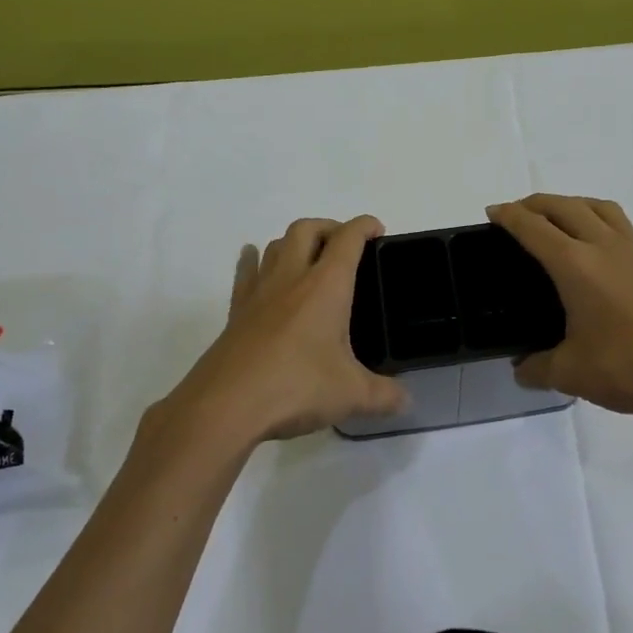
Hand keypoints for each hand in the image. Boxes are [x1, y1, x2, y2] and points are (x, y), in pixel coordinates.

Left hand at [160, 216, 406, 448]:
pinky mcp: (236, 312)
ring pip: (276, 245)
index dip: (365, 226)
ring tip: (308, 256)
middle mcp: (292, 278)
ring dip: (295, 241)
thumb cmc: (296, 387)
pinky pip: (245, 273)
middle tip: (345, 245)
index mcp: (326, 286)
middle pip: (307, 229)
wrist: (225, 405)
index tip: (377, 229)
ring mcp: (260, 293)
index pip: (348, 239)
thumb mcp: (351, 395)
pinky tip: (253, 258)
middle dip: (330, 227)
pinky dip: (253, 259)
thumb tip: (407, 401)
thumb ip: (384, 395)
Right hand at [487, 195, 632, 417]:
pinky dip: (600, 223)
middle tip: (517, 213)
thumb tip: (522, 368)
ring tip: (559, 218)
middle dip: (536, 203)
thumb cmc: (630, 366)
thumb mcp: (572, 374)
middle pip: (564, 206)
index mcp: (575, 265)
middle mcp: (604, 246)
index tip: (493, 212)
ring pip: (599, 207)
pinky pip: (622, 228)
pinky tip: (600, 254)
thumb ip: (539, 368)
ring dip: (572, 203)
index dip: (508, 216)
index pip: (533, 228)